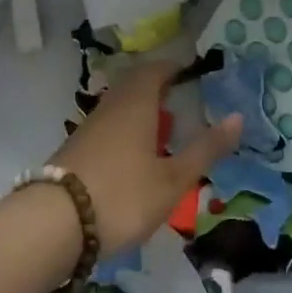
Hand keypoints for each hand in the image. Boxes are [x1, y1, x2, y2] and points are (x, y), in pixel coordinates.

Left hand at [50, 61, 241, 251]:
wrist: (53, 225)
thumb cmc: (123, 195)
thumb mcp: (173, 179)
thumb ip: (206, 149)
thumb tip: (238, 117)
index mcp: (136, 103)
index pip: (155, 69)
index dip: (173, 67)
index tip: (191, 73)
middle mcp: (110, 107)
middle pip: (133, 85)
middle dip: (156, 87)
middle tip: (179, 99)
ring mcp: (87, 129)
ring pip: (117, 107)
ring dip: (139, 110)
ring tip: (160, 130)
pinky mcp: (73, 151)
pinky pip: (106, 128)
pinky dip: (123, 131)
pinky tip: (132, 156)